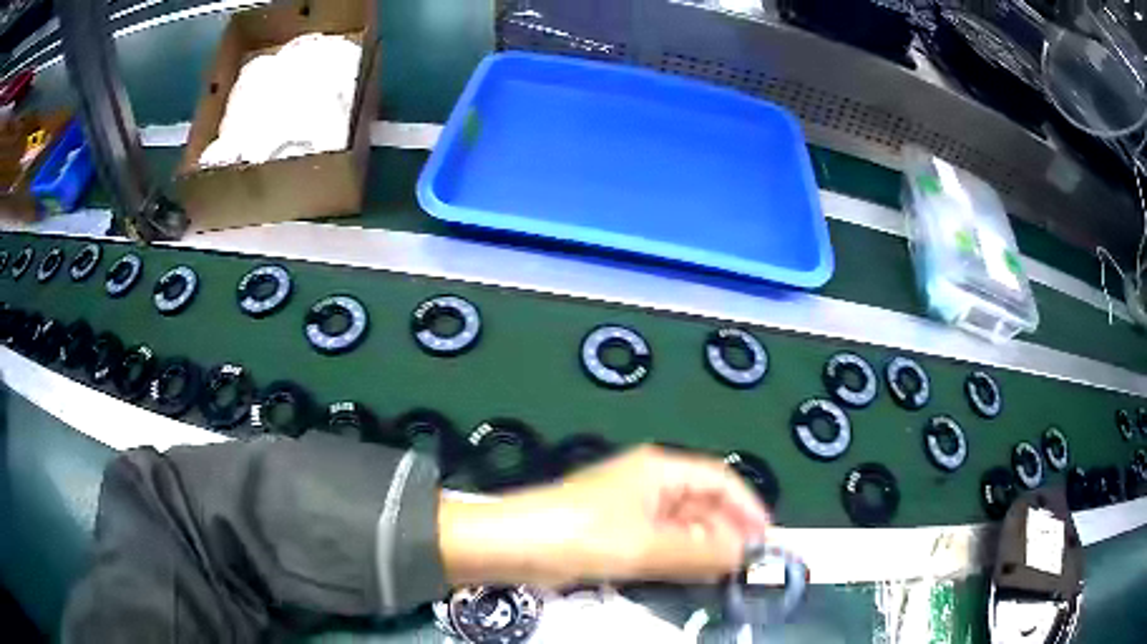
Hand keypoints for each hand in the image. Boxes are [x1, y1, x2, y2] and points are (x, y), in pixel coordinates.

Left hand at [439, 445, 770, 588]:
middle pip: (703, 503)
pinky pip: (661, 542)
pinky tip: (689, 576)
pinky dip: (679, 557)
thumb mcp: (645, 546)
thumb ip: (698, 552)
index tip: (765, 538)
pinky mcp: (616, 532)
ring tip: (723, 575)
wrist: (512, 545)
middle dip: (726, 531)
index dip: (747, 506)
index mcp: (659, 470)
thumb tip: (742, 555)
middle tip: (745, 566)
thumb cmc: (580, 534)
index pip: (720, 479)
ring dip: (703, 548)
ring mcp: (631, 508)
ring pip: (683, 526)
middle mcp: (649, 483)